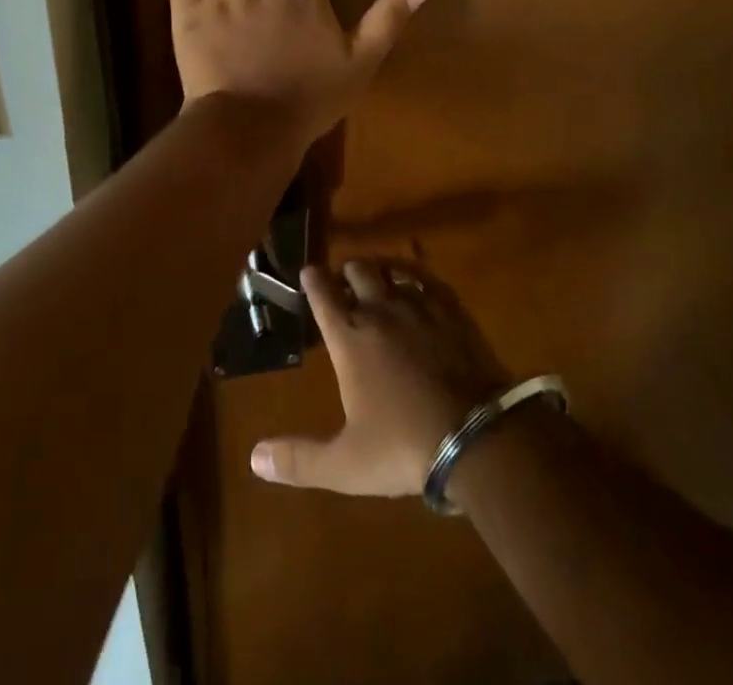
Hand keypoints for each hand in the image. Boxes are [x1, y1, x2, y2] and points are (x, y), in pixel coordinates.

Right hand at [249, 258, 510, 495]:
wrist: (478, 437)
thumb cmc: (404, 447)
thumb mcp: (346, 464)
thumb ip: (300, 459)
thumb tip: (254, 458)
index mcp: (349, 338)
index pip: (322, 293)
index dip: (312, 279)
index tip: (308, 272)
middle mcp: (378, 310)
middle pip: (357, 270)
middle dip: (347, 272)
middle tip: (345, 282)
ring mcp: (417, 306)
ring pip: (391, 269)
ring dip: (380, 270)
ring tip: (378, 277)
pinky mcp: (451, 309)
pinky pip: (427, 278)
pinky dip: (415, 275)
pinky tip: (417, 284)